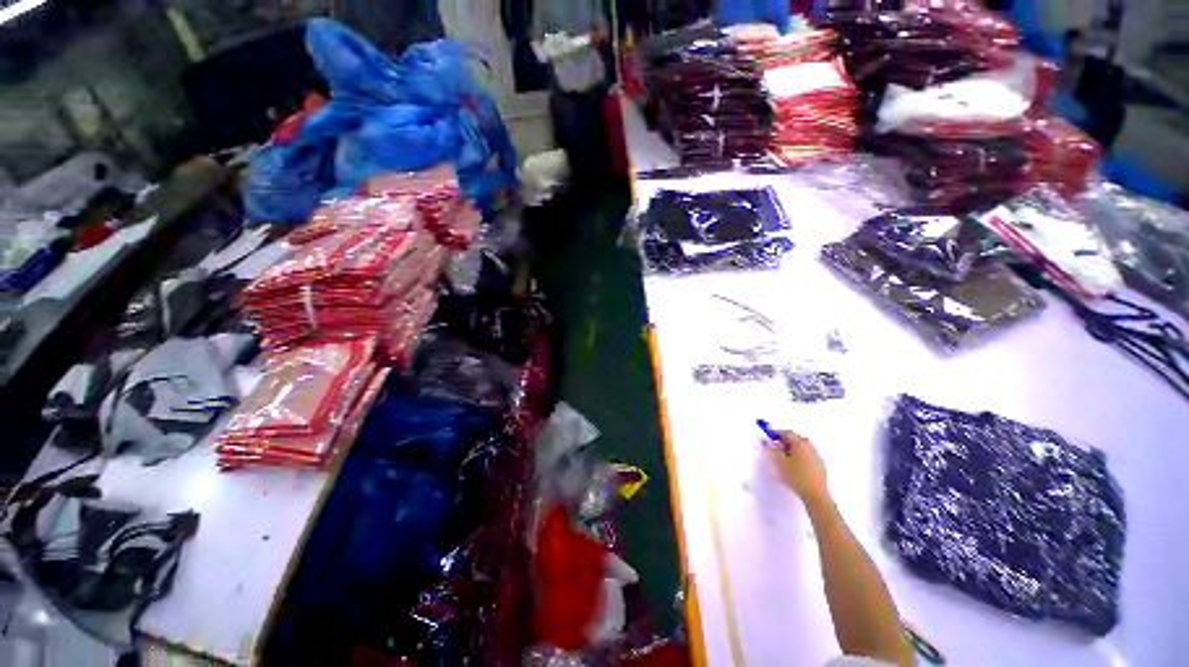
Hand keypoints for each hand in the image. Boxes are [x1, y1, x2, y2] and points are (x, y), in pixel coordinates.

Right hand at [768, 431, 830, 506]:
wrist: (815, 494)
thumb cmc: (796, 476)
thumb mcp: (779, 462)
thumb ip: (772, 449)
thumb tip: (766, 441)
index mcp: (800, 443)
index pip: (787, 432)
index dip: (777, 434)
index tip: (770, 440)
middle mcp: (810, 447)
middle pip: (796, 439)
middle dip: (785, 442)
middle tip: (777, 450)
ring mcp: (817, 456)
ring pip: (802, 448)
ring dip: (793, 450)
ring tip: (785, 460)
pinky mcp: (820, 466)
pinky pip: (808, 456)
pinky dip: (801, 458)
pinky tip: (796, 468)